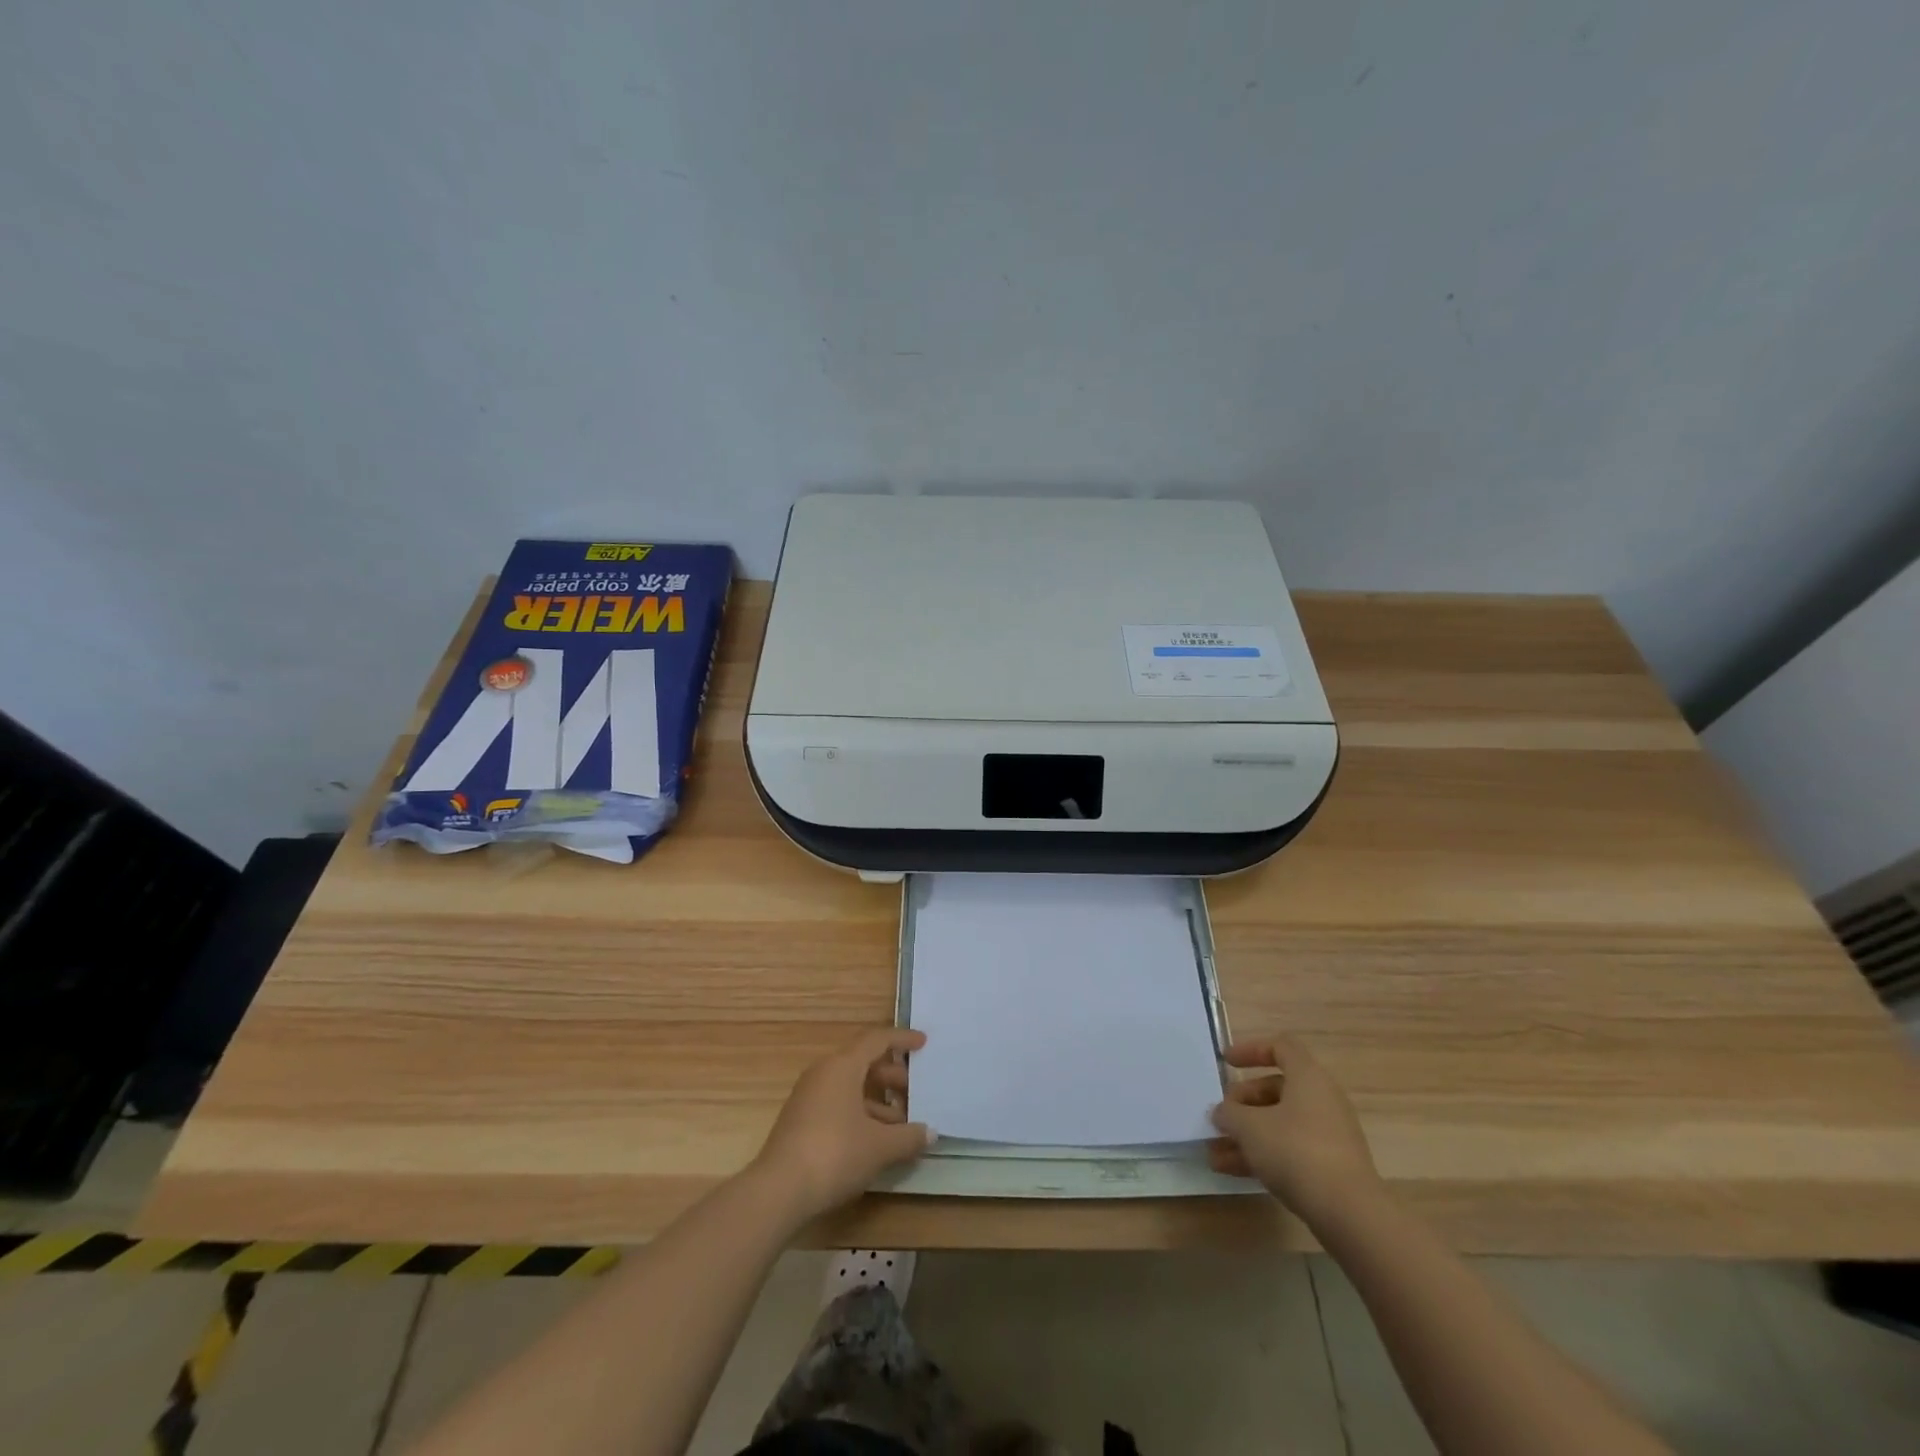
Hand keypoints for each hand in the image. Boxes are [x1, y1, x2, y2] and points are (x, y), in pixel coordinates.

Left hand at [751, 1028, 933, 1222]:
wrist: (778, 1191)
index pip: (876, 1040)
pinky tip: (876, 1141)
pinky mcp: (801, 1121)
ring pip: (850, 1087)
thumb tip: (930, 1132)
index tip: (923, 1044)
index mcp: (842, 1066)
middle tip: (916, 1093)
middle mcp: (823, 1073)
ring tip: (902, 1125)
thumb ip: (909, 1136)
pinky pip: (838, 1105)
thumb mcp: (880, 1146)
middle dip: (892, 1076)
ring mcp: (808, 1098)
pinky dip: (860, 1114)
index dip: (902, 1040)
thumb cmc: (835, 1154)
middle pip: (863, 1063)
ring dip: (877, 1101)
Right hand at [1208, 1034, 1381, 1227]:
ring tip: (1214, 1154)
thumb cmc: (1296, 1151)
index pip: (1280, 1047)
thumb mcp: (1250, 1127)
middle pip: (1275, 1089)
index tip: (1226, 1062)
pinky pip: (1289, 1150)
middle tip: (1220, 1117)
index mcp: (1308, 1077)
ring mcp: (1328, 1136)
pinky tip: (1232, 1172)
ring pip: (1279, 1124)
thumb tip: (1223, 1113)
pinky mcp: (1330, 1167)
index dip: (1251, 1050)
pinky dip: (1262, 1156)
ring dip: (1246, 1136)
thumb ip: (1229, 1114)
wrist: (1349, 1214)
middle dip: (1242, 1103)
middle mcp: (1322, 1100)